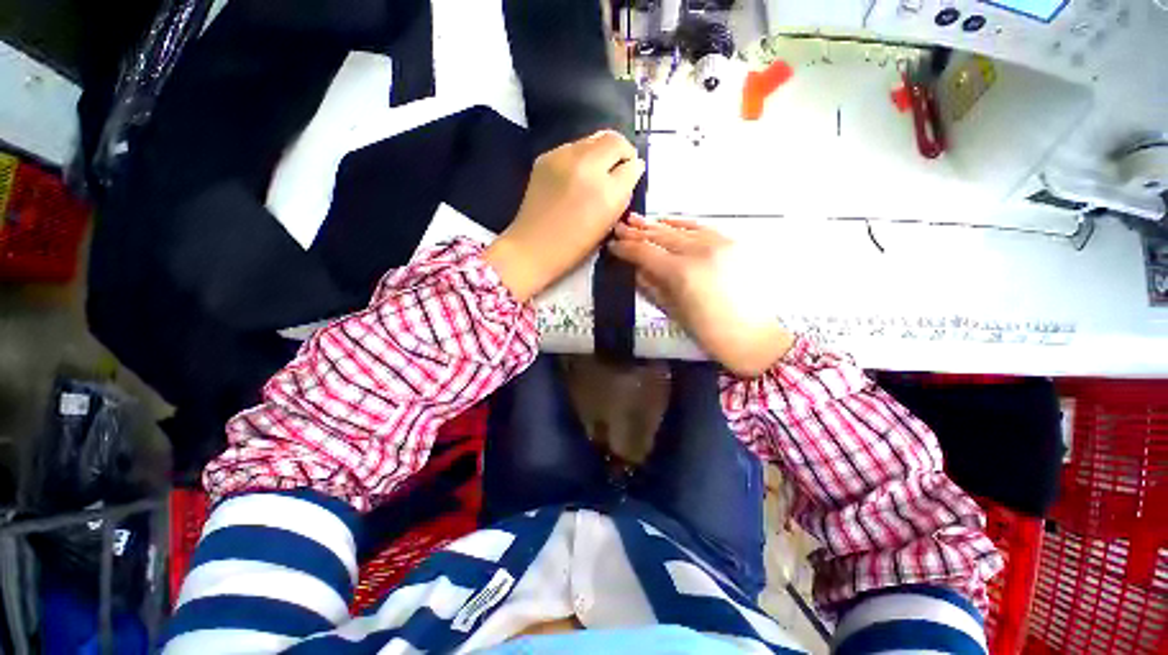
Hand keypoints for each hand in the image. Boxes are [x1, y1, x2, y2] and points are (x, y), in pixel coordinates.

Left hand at [485, 131, 644, 300]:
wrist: (533, 246)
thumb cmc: (575, 245)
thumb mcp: (608, 223)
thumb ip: (623, 194)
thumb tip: (633, 168)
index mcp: (606, 192)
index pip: (631, 164)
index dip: (634, 168)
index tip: (630, 175)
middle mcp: (587, 166)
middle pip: (614, 140)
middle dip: (621, 151)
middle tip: (618, 166)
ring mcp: (563, 157)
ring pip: (593, 139)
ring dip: (601, 151)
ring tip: (596, 172)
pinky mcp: (546, 156)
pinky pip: (573, 146)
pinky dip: (582, 156)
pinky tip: (575, 175)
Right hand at [610, 216, 794, 377]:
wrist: (754, 336)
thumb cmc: (709, 332)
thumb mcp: (674, 310)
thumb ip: (652, 286)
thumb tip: (636, 269)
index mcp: (681, 272)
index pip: (646, 252)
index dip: (626, 248)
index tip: (612, 246)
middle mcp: (699, 250)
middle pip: (661, 236)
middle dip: (637, 232)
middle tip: (620, 227)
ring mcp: (718, 243)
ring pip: (680, 228)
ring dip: (656, 225)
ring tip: (637, 220)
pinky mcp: (732, 243)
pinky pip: (701, 227)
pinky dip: (682, 223)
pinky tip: (667, 220)